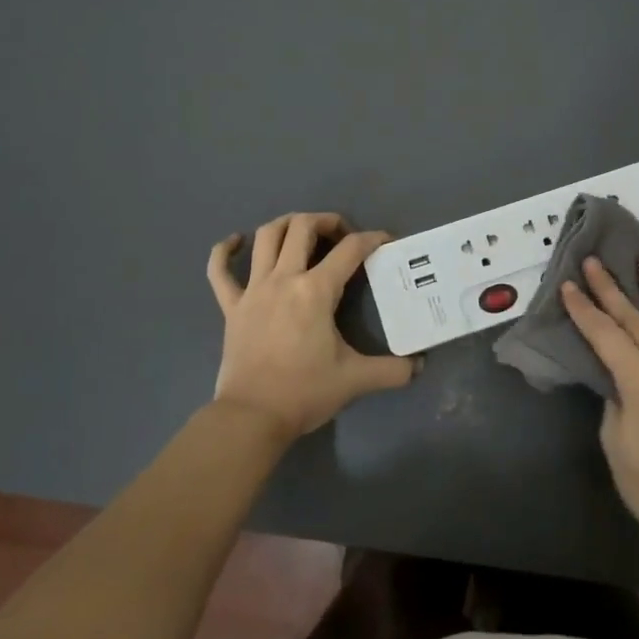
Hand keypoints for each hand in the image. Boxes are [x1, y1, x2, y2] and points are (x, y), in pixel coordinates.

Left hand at [206, 213, 416, 439]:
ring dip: (285, 224)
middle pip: (302, 227)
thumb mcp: (356, 379)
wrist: (252, 417)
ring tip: (301, 230)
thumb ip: (392, 370)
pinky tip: (235, 242)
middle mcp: (283, 279)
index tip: (386, 242)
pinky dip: (224, 251)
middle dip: (326, 221)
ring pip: (265, 237)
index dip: (373, 239)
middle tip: (341, 236)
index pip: (351, 250)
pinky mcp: (231, 307)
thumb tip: (419, 367)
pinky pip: (219, 270)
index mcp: (316, 291)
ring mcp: (252, 290)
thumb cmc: (305, 392)